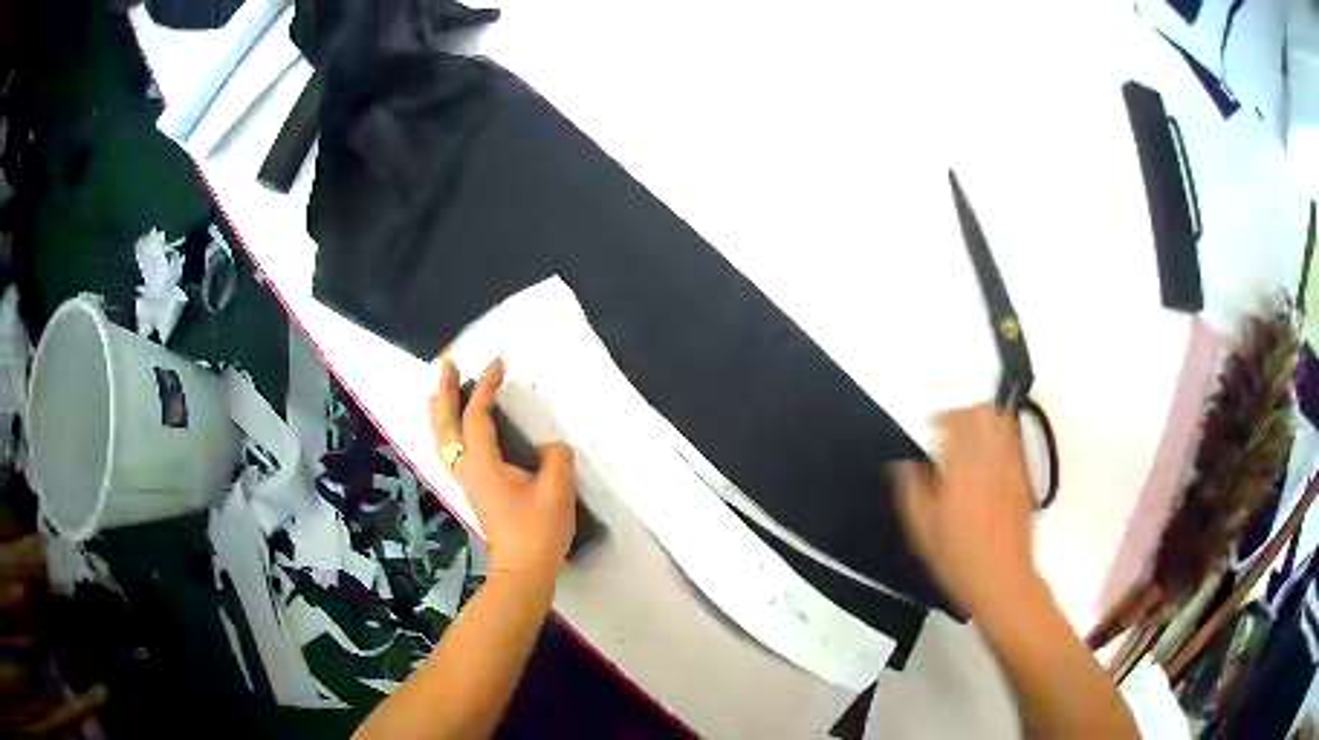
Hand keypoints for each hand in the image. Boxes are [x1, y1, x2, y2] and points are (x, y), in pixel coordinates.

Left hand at [429, 357, 578, 581]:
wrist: (523, 570)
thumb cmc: (538, 530)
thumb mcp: (557, 490)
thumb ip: (556, 458)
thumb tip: (550, 447)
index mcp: (483, 462)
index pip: (476, 415)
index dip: (485, 386)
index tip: (498, 363)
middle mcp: (466, 467)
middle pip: (445, 422)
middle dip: (443, 390)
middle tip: (446, 362)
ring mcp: (466, 480)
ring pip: (441, 438)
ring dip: (439, 409)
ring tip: (440, 387)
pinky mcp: (472, 490)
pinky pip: (449, 450)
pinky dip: (446, 429)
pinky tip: (454, 427)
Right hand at [893, 404, 1038, 617]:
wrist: (1000, 577)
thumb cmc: (958, 556)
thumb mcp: (921, 527)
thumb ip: (910, 487)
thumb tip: (903, 464)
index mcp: (963, 465)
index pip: (958, 420)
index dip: (943, 416)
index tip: (933, 426)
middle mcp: (992, 458)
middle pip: (986, 412)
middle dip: (967, 412)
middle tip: (953, 425)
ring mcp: (1013, 466)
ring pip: (1005, 422)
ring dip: (987, 420)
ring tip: (973, 434)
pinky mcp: (1025, 479)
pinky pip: (1016, 442)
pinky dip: (1003, 437)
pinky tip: (992, 454)